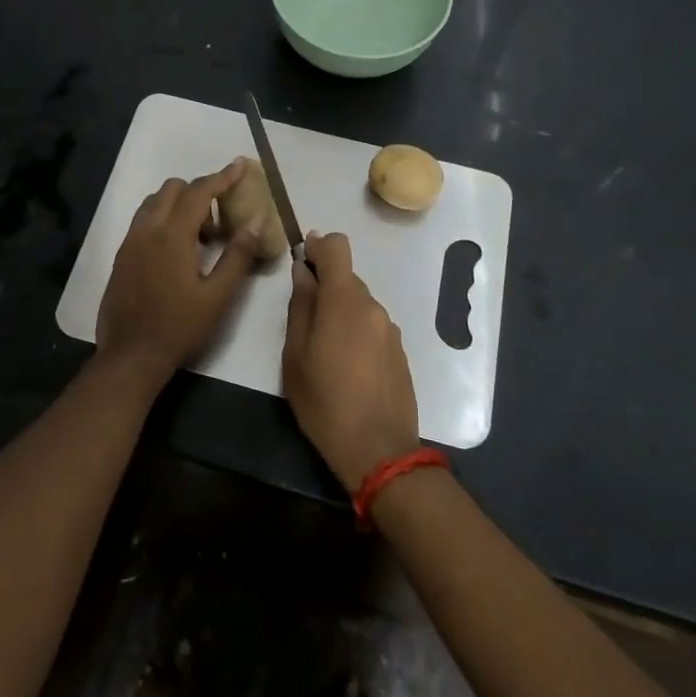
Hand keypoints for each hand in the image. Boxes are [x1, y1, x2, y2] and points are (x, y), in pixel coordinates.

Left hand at [96, 159, 265, 384]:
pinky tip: (176, 252)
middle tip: (220, 219)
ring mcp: (130, 242)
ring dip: (179, 205)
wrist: (131, 356)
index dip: (222, 177)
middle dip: (199, 192)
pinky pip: (144, 221)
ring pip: (154, 203)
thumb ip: (238, 253)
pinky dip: (163, 220)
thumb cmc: (180, 327)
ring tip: (199, 237)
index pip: (199, 192)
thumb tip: (257, 218)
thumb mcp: (219, 295)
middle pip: (173, 189)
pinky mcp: (121, 256)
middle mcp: (147, 230)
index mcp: (172, 235)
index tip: (239, 166)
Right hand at [282, 232, 419, 491]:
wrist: (379, 451)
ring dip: (341, 311)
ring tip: (324, 350)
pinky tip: (347, 366)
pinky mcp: (399, 350)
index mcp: (344, 301)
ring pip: (359, 303)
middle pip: (347, 277)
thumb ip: (300, 306)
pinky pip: (372, 325)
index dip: (319, 245)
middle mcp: (372, 306)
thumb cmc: (325, 403)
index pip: (338, 246)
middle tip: (304, 319)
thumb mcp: (296, 356)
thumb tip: (303, 270)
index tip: (303, 259)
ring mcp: (389, 329)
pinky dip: (356, 331)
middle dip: (325, 286)